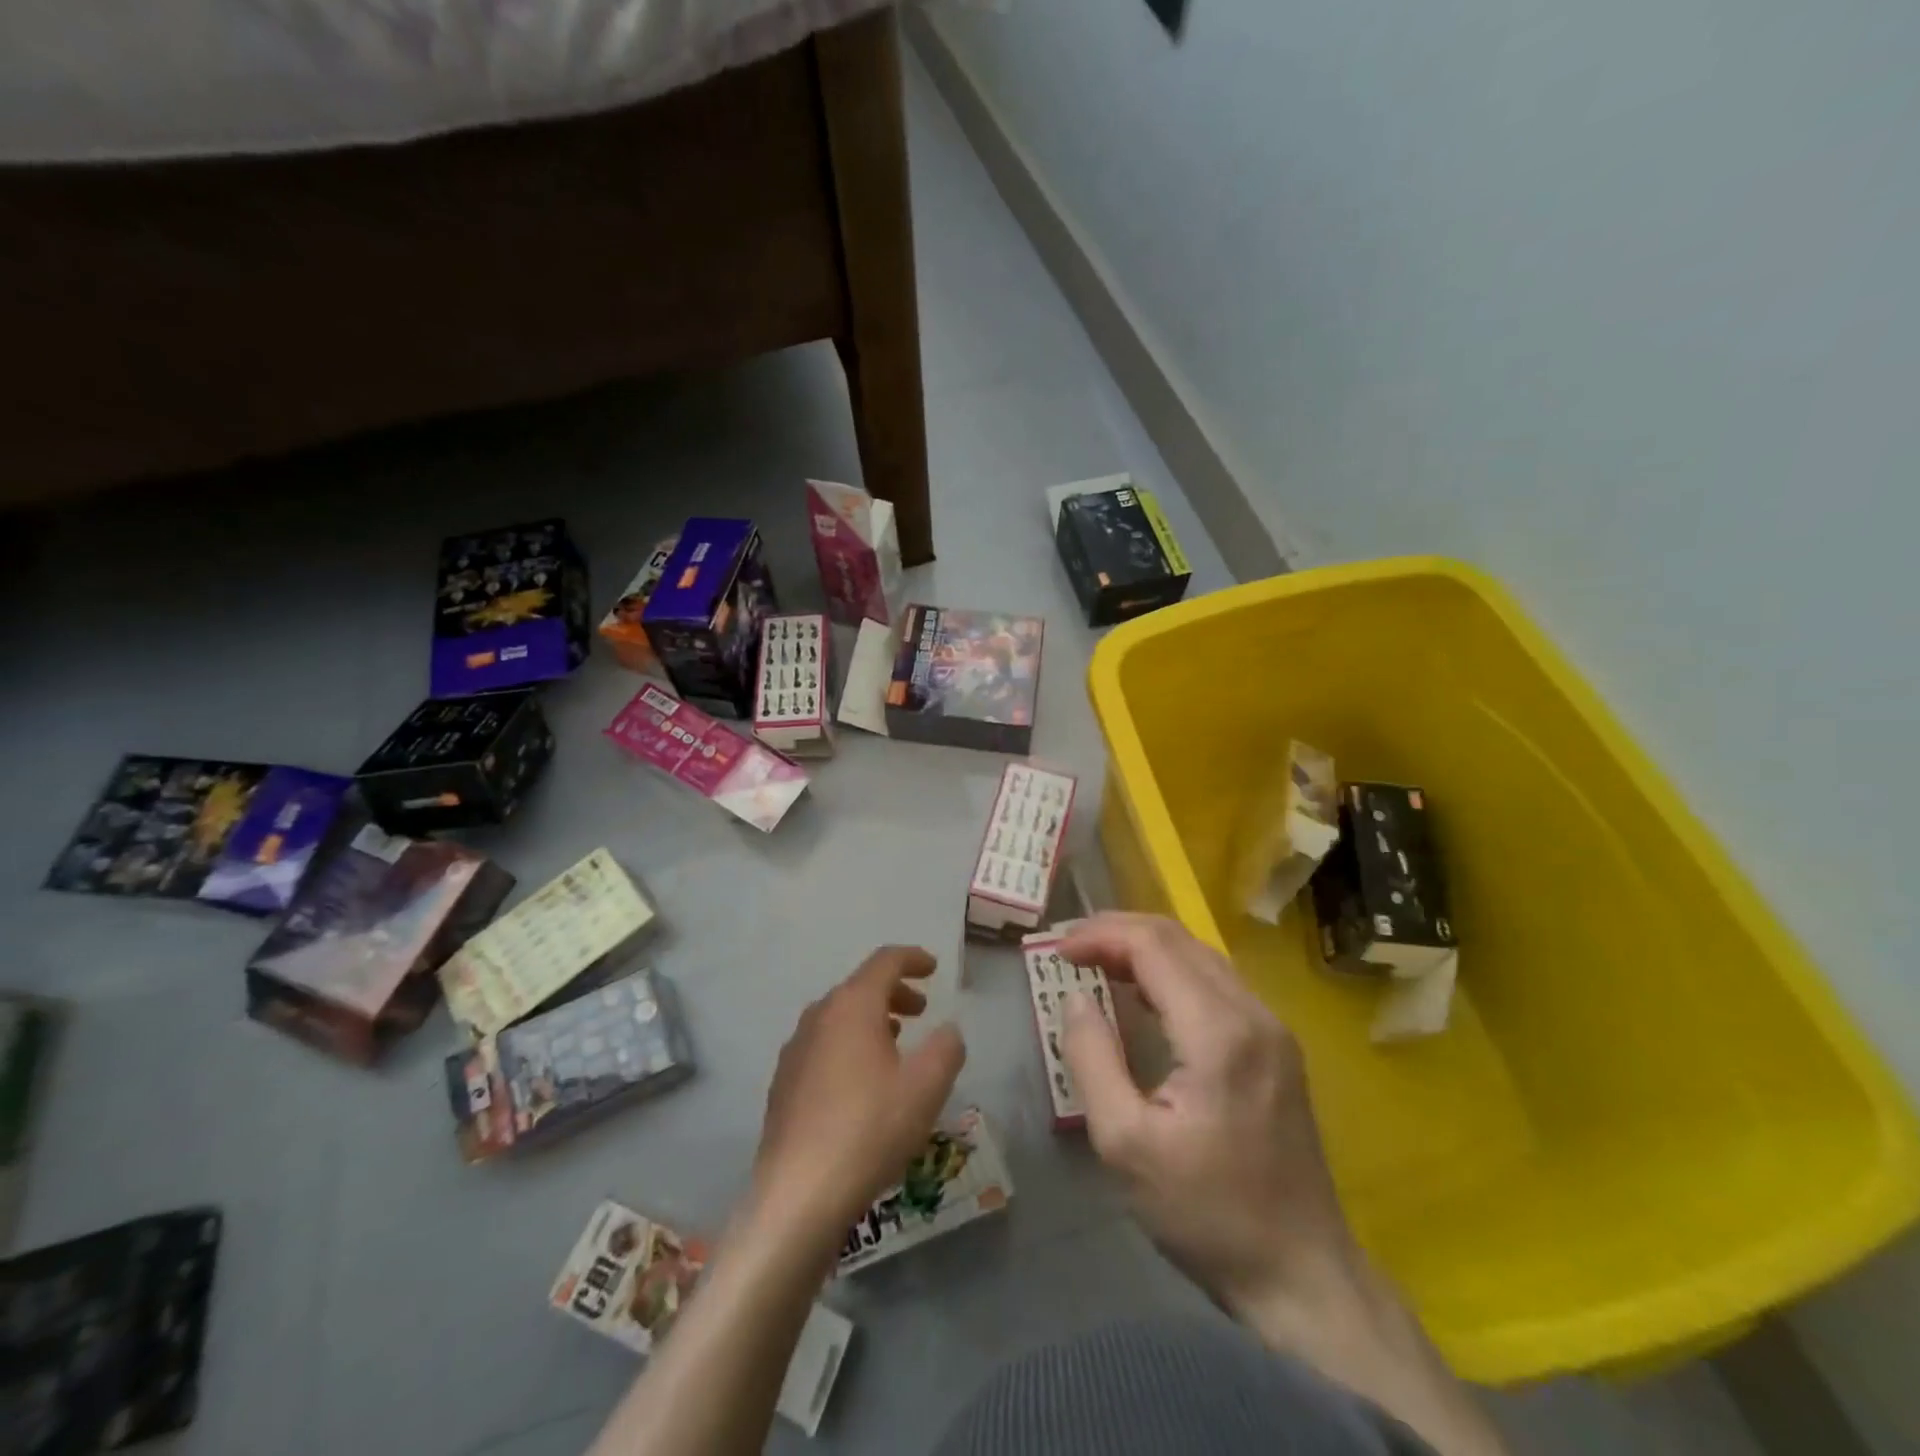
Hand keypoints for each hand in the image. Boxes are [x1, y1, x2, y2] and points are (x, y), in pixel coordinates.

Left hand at [753, 946, 965, 1234]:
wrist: (798, 1195)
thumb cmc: (870, 1129)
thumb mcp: (927, 1087)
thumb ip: (947, 1048)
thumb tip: (948, 1030)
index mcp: (852, 1005)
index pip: (885, 961)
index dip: (913, 959)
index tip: (933, 968)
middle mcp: (818, 1016)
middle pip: (860, 987)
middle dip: (895, 993)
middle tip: (922, 1011)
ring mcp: (795, 1050)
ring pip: (839, 1018)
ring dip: (871, 1020)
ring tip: (895, 1044)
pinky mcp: (783, 1084)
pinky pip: (823, 1046)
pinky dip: (848, 1046)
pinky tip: (861, 1083)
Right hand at [1059, 913, 1357, 1319]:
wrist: (1303, 1276)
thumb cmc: (1206, 1213)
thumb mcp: (1125, 1144)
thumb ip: (1093, 1059)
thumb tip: (1075, 999)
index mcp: (1218, 1031)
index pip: (1153, 946)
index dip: (1101, 935)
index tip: (1058, 950)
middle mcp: (1252, 1013)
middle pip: (1179, 939)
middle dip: (1119, 932)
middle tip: (1071, 948)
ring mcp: (1272, 1029)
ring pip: (1200, 956)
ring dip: (1145, 948)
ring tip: (1097, 962)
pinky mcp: (1276, 1048)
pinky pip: (1216, 984)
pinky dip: (1171, 973)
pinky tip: (1144, 995)